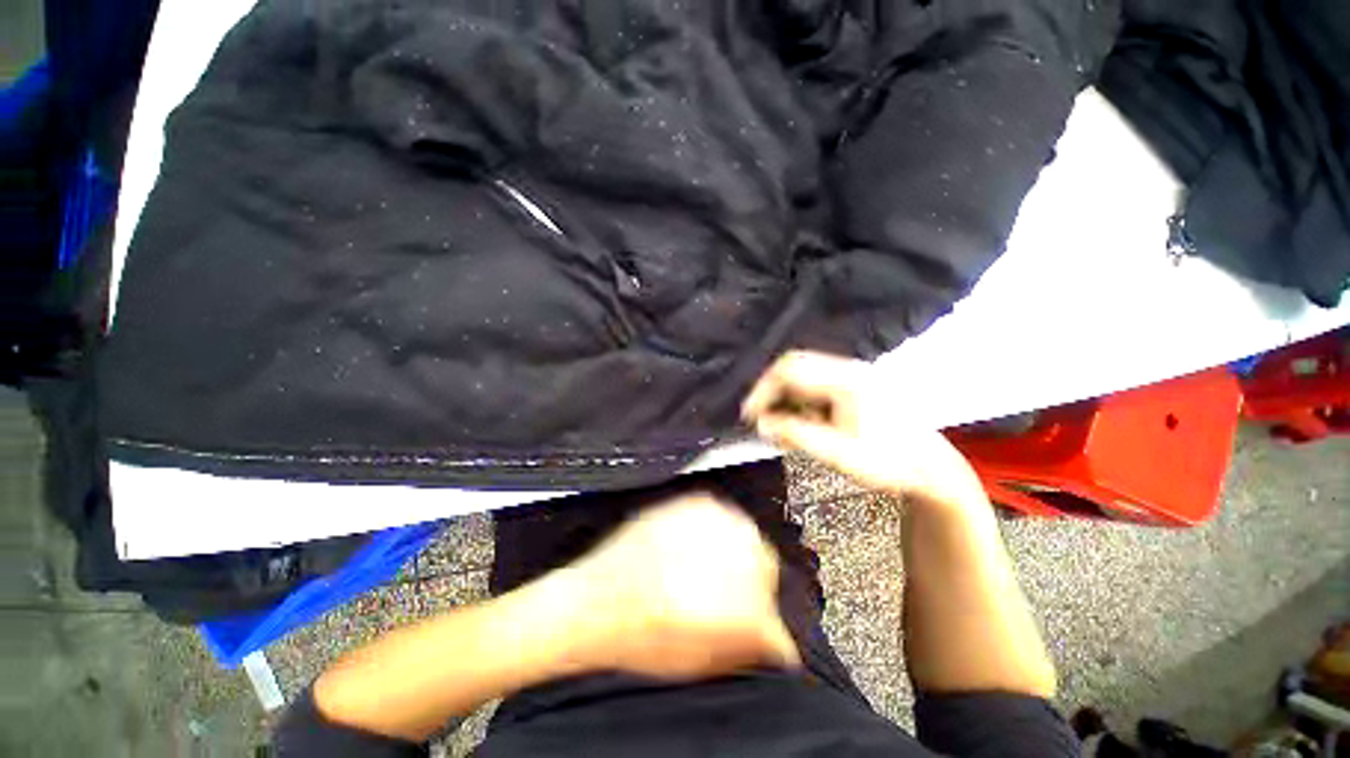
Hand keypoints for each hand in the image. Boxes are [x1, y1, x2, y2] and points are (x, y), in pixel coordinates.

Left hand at [567, 494, 800, 680]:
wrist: (594, 599)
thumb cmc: (638, 640)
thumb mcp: (697, 661)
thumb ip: (743, 649)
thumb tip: (775, 643)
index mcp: (734, 608)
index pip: (776, 624)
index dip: (771, 634)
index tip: (763, 637)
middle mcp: (728, 558)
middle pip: (768, 566)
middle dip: (759, 586)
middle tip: (737, 597)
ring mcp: (708, 523)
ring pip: (748, 535)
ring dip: (740, 554)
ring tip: (715, 568)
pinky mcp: (689, 503)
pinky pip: (721, 513)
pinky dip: (719, 530)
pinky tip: (701, 543)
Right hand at [742, 350, 985, 508]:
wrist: (932, 467)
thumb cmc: (888, 463)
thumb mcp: (838, 455)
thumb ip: (795, 435)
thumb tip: (760, 423)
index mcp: (845, 381)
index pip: (789, 371)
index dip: (762, 391)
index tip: (749, 416)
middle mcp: (848, 368)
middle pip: (794, 366)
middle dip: (772, 392)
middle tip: (762, 420)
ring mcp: (854, 373)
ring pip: (804, 374)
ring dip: (786, 397)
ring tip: (784, 426)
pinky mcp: (855, 383)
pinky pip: (817, 383)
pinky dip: (802, 400)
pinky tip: (805, 422)